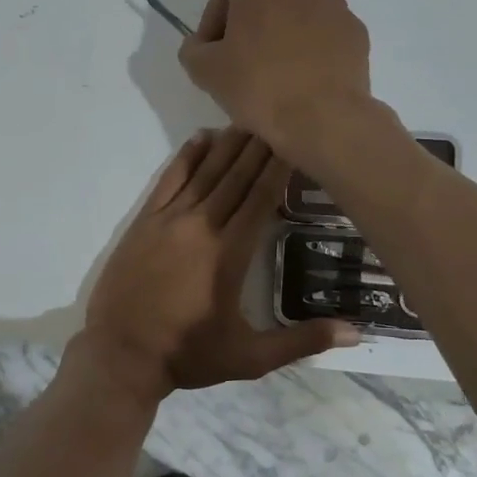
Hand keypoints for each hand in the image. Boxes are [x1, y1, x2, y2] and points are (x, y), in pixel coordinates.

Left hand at [81, 127, 358, 400]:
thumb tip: (356, 334)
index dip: (279, 167)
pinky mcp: (143, 222)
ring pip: (205, 172)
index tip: (297, 141)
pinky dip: (186, 158)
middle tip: (280, 118)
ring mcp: (168, 220)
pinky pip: (168, 180)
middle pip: (236, 177)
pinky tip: (200, 139)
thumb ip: (302, 341)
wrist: (120, 355)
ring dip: (228, 145)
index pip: (261, 198)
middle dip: (259, 146)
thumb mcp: (250, 358)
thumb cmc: (188, 355)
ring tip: (249, 120)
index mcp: (229, 253)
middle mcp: (201, 226)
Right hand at [178, 0, 379, 165]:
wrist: (324, 118)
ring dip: (281, 35)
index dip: (211, 23)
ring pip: (297, 13)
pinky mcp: (356, 30)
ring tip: (274, 73)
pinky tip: (302, 79)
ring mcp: (334, 3)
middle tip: (240, 62)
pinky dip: (310, 49)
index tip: (210, 55)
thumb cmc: (258, 87)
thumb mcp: (204, 71)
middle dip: (249, 25)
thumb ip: (193, 49)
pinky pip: (324, 34)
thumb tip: (201, 45)